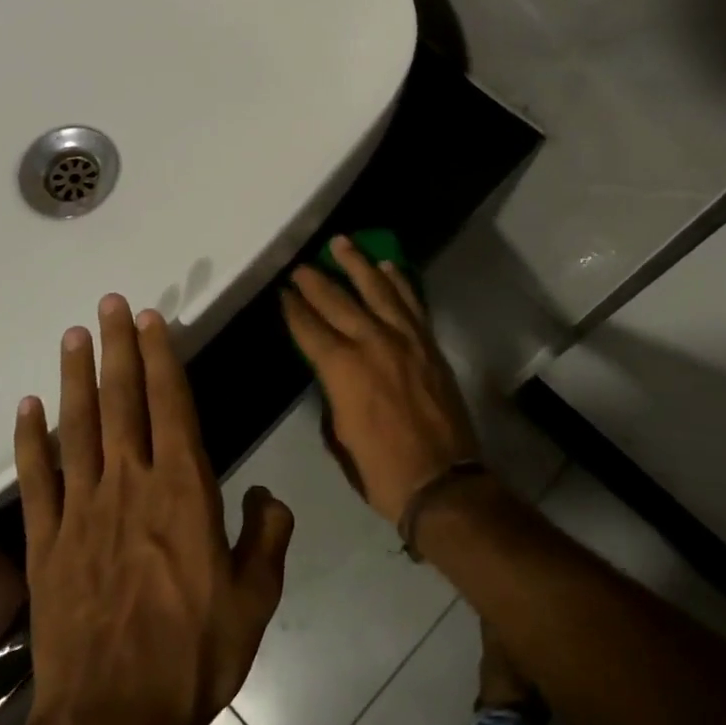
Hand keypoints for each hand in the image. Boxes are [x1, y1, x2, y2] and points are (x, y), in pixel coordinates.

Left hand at [14, 296, 294, 724]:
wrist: (113, 719)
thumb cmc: (194, 653)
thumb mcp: (256, 596)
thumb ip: (267, 535)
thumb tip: (266, 495)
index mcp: (183, 491)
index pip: (172, 406)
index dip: (162, 358)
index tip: (152, 320)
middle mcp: (130, 485)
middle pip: (122, 401)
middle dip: (117, 349)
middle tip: (109, 305)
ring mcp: (81, 511)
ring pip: (78, 428)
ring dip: (75, 379)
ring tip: (72, 337)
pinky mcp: (46, 542)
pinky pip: (36, 479)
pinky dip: (30, 440)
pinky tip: (27, 408)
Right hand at [281, 237, 480, 522]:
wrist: (443, 482)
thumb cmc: (381, 470)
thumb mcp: (340, 435)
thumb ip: (333, 394)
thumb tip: (333, 373)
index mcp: (342, 369)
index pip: (309, 328)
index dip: (292, 308)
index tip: (282, 292)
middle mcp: (372, 343)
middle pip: (337, 301)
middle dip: (315, 280)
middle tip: (301, 265)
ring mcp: (405, 339)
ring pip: (377, 289)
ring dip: (357, 264)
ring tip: (341, 243)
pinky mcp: (429, 344)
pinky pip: (411, 303)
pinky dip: (398, 282)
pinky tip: (386, 267)